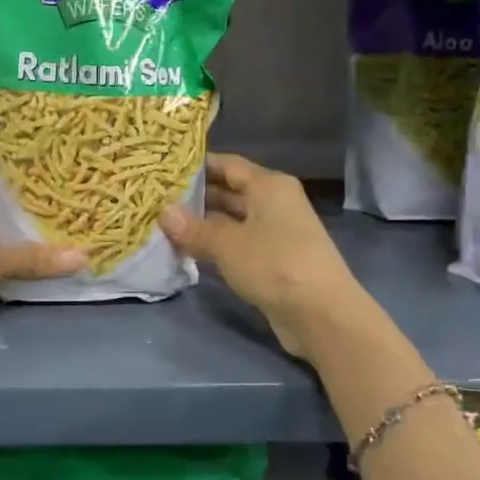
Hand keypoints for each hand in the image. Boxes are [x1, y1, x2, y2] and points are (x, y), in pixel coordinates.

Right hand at [159, 154, 366, 359]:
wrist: (322, 315)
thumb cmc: (275, 264)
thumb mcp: (227, 244)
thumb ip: (194, 228)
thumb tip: (163, 212)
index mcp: (269, 186)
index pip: (227, 164)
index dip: (196, 166)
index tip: (163, 169)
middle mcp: (274, 202)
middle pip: (230, 191)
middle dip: (195, 196)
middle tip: (157, 198)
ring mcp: (275, 232)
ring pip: (232, 219)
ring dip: (203, 223)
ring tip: (164, 224)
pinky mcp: (273, 259)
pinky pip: (238, 243)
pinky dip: (215, 244)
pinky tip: (187, 250)